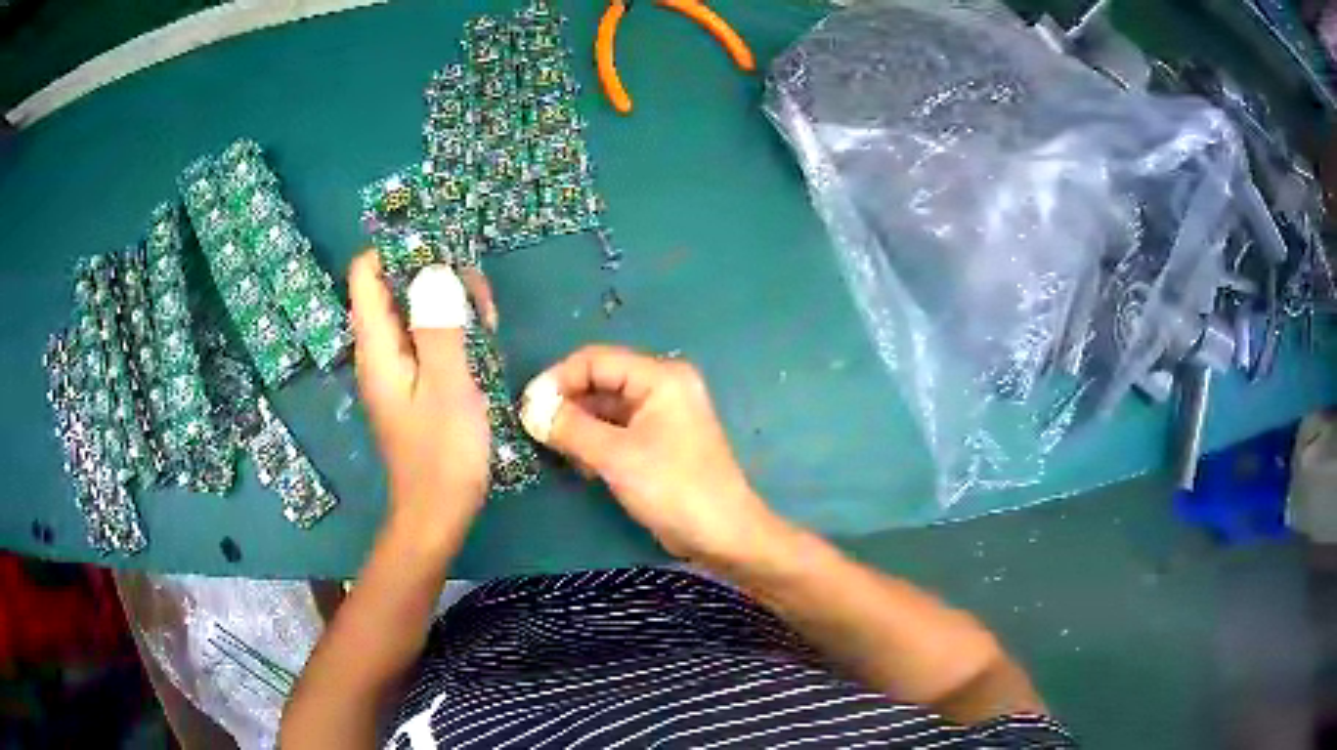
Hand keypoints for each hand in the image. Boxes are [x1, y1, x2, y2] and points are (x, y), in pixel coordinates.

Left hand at [348, 252, 496, 535]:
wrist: (437, 513)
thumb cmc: (443, 453)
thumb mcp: (448, 386)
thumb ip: (438, 326)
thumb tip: (434, 269)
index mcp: (377, 346)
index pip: (366, 273)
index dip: (398, 251)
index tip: (444, 251)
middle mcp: (378, 349)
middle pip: (394, 286)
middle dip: (436, 276)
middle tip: (480, 297)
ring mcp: (395, 366)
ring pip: (414, 310)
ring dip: (450, 303)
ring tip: (488, 320)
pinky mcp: (412, 380)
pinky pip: (425, 336)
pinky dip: (451, 328)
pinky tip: (481, 341)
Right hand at [519, 346, 783, 562]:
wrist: (723, 535)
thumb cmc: (674, 489)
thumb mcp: (616, 456)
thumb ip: (570, 428)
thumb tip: (529, 409)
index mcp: (660, 377)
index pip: (596, 360)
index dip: (558, 379)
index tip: (526, 407)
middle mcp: (662, 387)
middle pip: (601, 381)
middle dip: (566, 402)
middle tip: (532, 429)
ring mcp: (661, 415)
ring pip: (606, 407)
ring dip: (577, 424)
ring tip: (548, 447)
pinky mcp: (657, 442)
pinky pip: (616, 429)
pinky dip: (593, 440)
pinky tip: (575, 461)